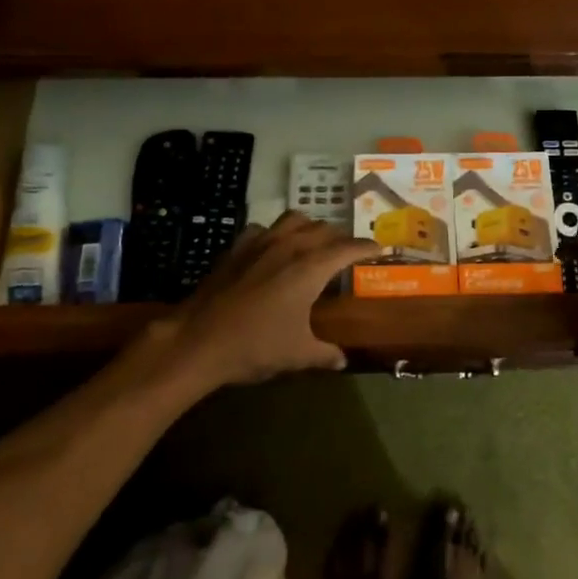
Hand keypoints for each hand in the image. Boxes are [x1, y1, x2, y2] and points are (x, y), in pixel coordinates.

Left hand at [166, 211, 377, 388]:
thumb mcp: (297, 354)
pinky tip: (273, 250)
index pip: (349, 247)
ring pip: (295, 219)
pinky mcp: (237, 246)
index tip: (378, 249)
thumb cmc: (255, 346)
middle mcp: (290, 245)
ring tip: (314, 243)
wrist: (198, 339)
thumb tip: (342, 360)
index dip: (366, 247)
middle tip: (347, 253)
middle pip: (324, 228)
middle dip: (340, 237)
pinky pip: (264, 229)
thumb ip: (324, 354)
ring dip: (310, 227)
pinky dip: (276, 234)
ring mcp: (261, 242)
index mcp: (311, 267)